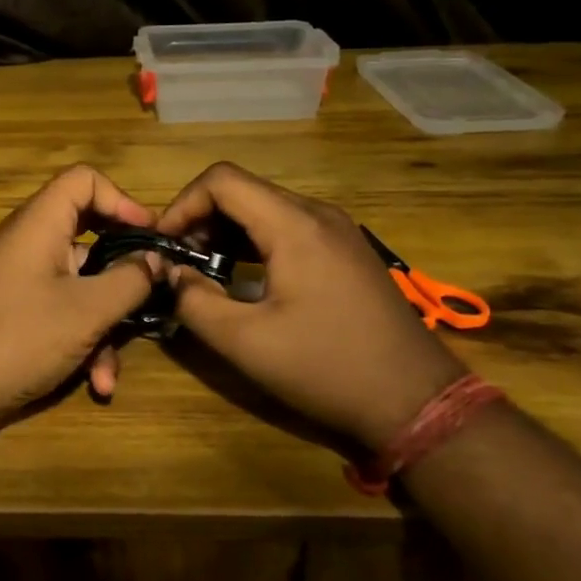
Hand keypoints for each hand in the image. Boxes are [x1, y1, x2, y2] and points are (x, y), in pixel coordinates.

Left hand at [0, 166, 159, 428]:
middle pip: (88, 236)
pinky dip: (80, 340)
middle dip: (123, 274)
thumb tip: (156, 259)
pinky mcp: (16, 313)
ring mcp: (20, 279)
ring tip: (109, 372)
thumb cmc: (20, 337)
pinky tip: (94, 382)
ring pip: (79, 285)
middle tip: (153, 294)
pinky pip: (60, 311)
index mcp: (39, 224)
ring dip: (103, 325)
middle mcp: (28, 243)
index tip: (152, 236)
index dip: (122, 200)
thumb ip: (130, 279)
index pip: (83, 181)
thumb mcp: (88, 310)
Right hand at [158, 163, 465, 448]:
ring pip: (264, 206)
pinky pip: (287, 226)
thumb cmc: (327, 368)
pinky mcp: (345, 249)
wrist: (416, 399)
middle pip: (242, 190)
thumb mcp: (246, 342)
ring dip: (225, 230)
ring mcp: (336, 230)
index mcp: (294, 225)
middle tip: (179, 261)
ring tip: (203, 270)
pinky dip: (253, 241)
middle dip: (200, 218)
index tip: (164, 245)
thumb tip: (172, 275)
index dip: (182, 205)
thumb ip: (194, 302)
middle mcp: (317, 214)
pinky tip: (241, 276)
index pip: (222, 180)